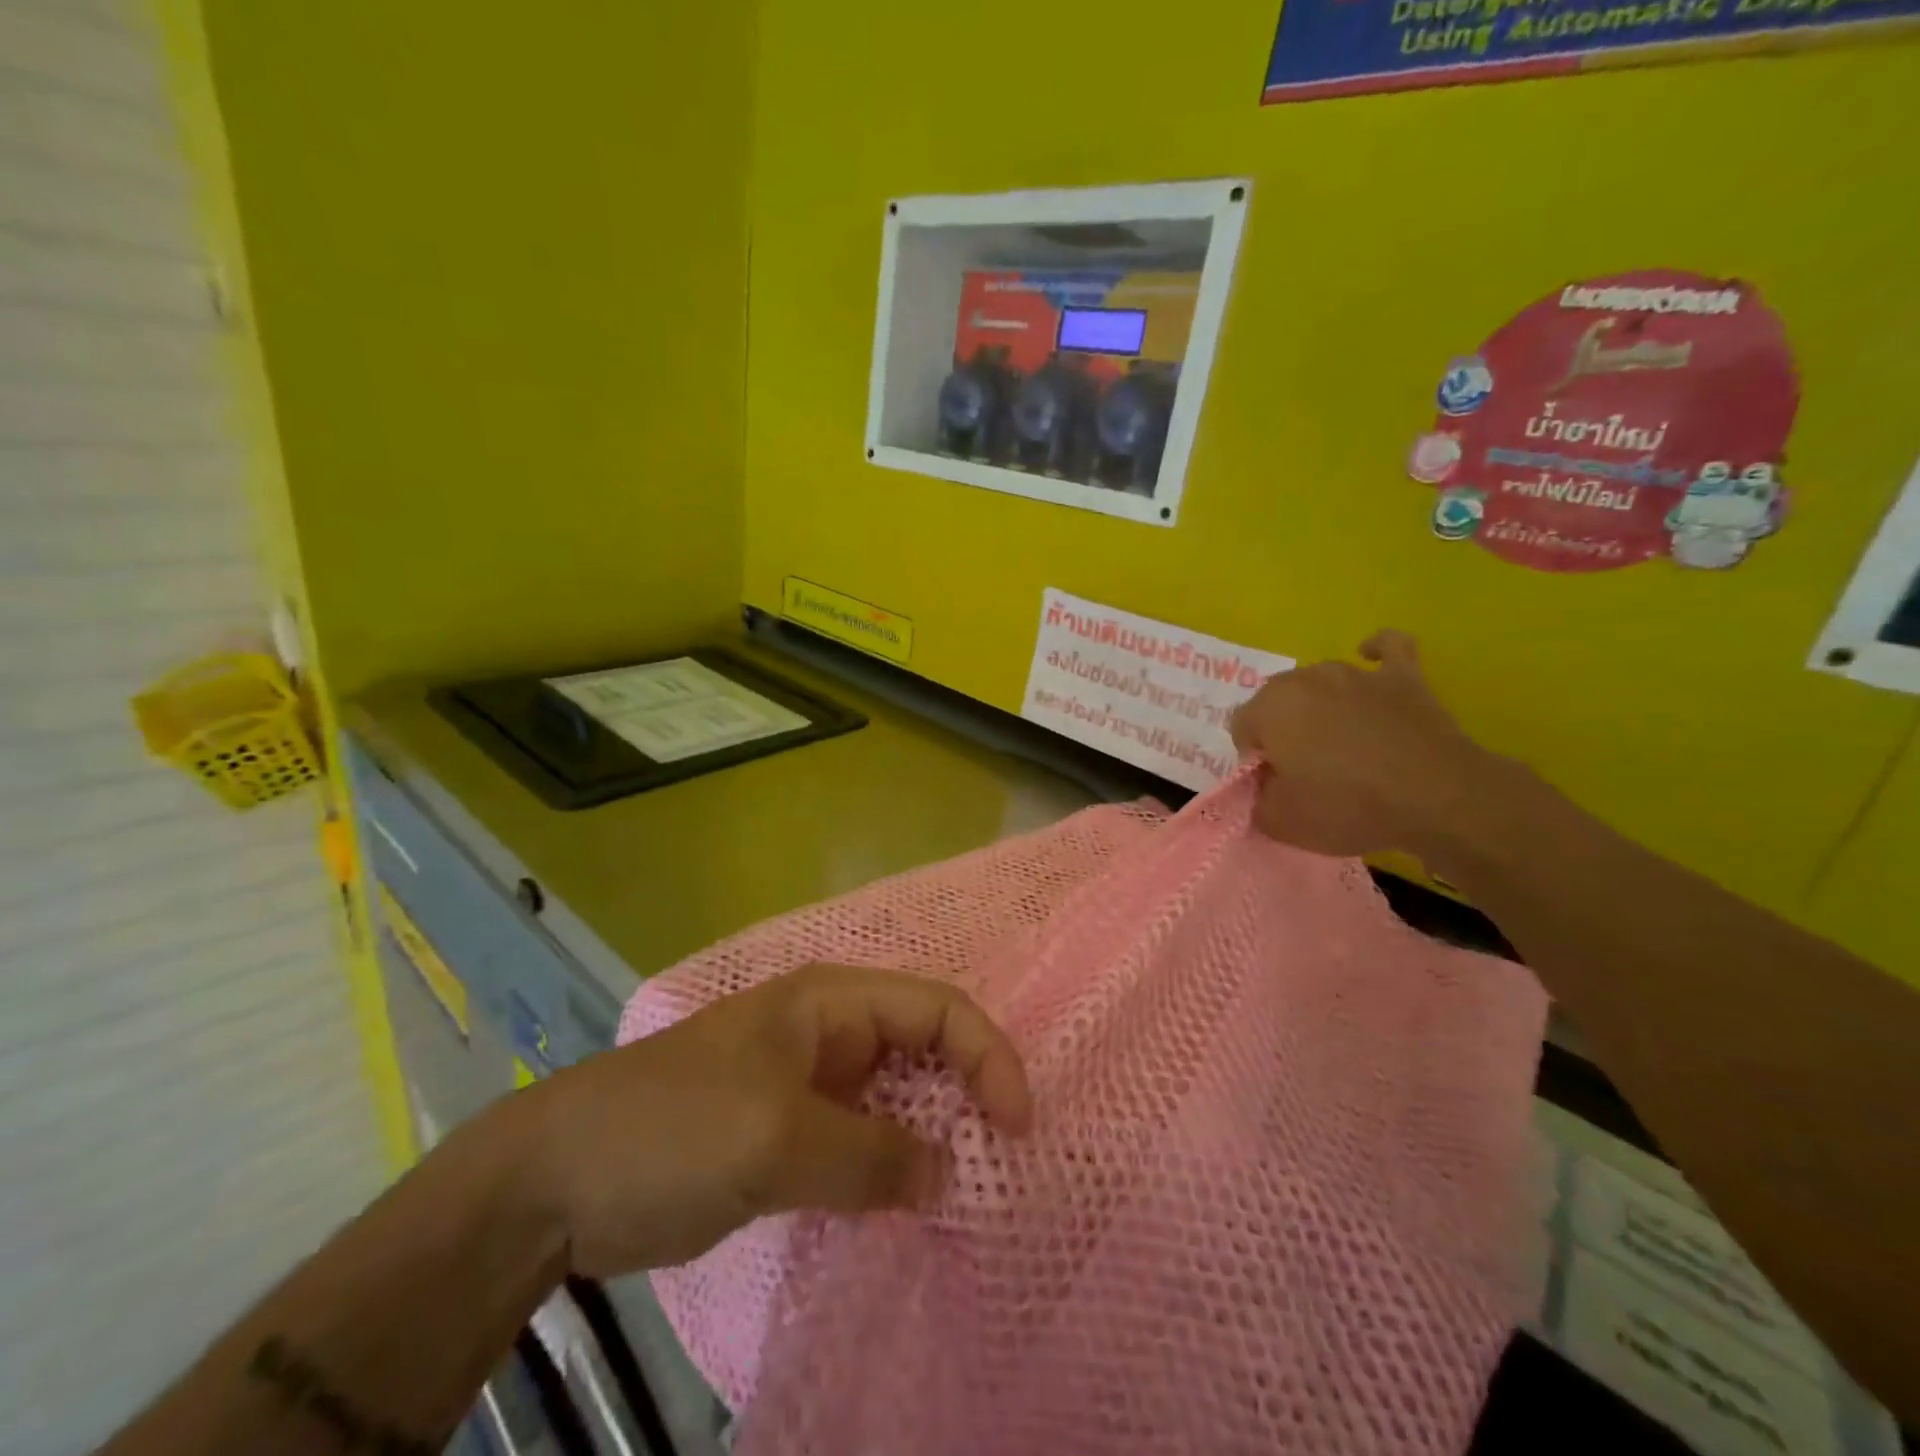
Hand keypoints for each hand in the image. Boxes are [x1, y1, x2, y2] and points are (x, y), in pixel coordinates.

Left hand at [517, 964, 1032, 1275]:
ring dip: (934, 1134)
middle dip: (969, 1094)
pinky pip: (863, 1137)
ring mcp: (809, 1079)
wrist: (554, 1181)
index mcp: (832, 1001)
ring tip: (965, 1191)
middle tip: (1001, 1164)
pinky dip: (893, 1165)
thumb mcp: (775, 1141)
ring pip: (897, 1095)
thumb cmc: (670, 1131)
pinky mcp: (789, 1128)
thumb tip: (946, 1176)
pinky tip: (906, 1203)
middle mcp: (830, 1030)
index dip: (988, 1055)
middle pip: (925, 1047)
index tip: (1018, 1126)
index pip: (937, 1008)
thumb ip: (870, 1157)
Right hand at [1229, 630, 1494, 860]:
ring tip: (1340, 741)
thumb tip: (1260, 785)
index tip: (1275, 784)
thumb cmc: (1347, 808)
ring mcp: (1355, 673)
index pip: (1241, 728)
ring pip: (1320, 682)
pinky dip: (1376, 652)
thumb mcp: (1279, 821)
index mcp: (1269, 708)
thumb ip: (1255, 797)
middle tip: (1304, 768)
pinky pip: (1386, 648)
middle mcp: (1305, 679)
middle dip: (1281, 728)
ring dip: (1319, 706)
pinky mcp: (1402, 676)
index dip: (1254, 759)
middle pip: (1275, 701)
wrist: (1437, 799)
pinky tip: (1371, 658)